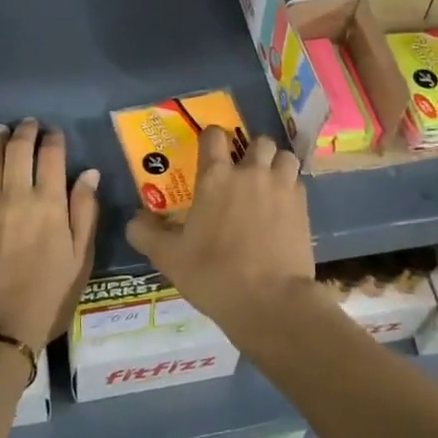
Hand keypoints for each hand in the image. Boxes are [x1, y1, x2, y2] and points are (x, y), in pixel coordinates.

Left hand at [0, 119, 98, 349]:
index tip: (55, 132)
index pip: (52, 157)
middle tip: (28, 123)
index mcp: (50, 204)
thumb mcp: (79, 258)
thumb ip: (84, 212)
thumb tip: (89, 173)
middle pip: (18, 151)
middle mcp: (17, 196)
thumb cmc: (47, 296)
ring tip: (2, 130)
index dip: (53, 139)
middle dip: (25, 132)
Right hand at [125, 128, 315, 327]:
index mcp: (216, 178)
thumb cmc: (213, 274)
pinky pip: (298, 182)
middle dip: (251, 150)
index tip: (209, 149)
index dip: (211, 137)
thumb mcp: (169, 258)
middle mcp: (250, 173)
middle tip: (243, 170)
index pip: (214, 136)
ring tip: (269, 182)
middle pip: (259, 141)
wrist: (269, 301)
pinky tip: (283, 206)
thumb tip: (134, 219)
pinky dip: (291, 187)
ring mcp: (281, 187)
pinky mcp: (303, 207)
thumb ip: (146, 234)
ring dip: (276, 164)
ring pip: (284, 156)